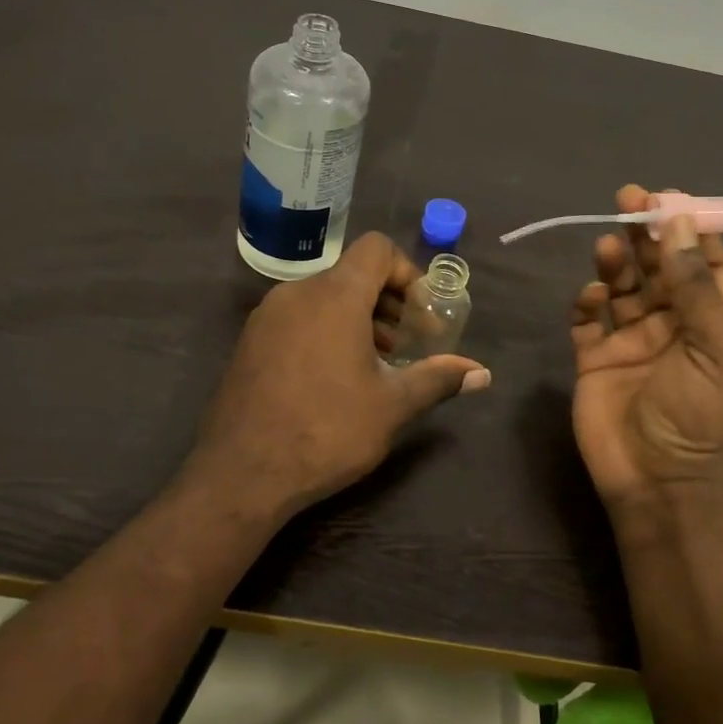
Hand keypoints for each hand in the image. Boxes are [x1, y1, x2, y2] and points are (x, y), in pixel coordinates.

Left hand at [191, 232, 490, 519]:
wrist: (240, 474)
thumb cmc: (326, 431)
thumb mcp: (392, 406)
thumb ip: (438, 379)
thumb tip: (482, 373)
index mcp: (335, 295)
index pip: (377, 249)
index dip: (407, 273)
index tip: (421, 314)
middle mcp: (297, 292)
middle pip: (352, 274)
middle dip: (387, 302)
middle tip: (406, 344)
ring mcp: (267, 315)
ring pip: (324, 296)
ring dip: (357, 318)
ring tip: (376, 363)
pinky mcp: (250, 340)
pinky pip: (298, 316)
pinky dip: (325, 329)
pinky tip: (334, 377)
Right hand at [570, 185, 722, 510]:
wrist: (658, 481)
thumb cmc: (699, 414)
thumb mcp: (714, 345)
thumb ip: (692, 284)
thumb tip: (678, 221)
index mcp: (711, 320)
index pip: (705, 263)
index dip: (690, 228)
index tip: (670, 198)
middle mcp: (671, 323)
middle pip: (658, 266)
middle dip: (646, 232)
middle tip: (628, 197)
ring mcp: (630, 339)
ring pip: (622, 286)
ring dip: (616, 262)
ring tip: (609, 245)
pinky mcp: (594, 356)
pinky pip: (587, 318)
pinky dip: (588, 302)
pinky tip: (592, 297)